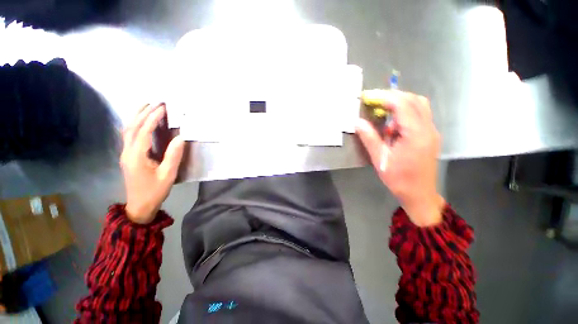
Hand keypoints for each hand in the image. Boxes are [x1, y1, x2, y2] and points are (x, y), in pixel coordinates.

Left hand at [121, 103, 184, 223]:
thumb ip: (173, 156)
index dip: (153, 117)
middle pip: (132, 127)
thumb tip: (180, 138)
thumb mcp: (168, 175)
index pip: (144, 131)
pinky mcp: (128, 156)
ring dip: (136, 116)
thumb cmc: (155, 191)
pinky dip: (135, 125)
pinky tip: (141, 122)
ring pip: (128, 130)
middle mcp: (128, 151)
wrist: (139, 206)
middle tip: (156, 102)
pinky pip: (129, 136)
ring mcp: (125, 154)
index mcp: (137, 156)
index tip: (163, 107)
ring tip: (147, 106)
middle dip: (143, 112)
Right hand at [356, 90, 443, 226]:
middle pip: (414, 100)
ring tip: (382, 111)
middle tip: (374, 102)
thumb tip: (357, 122)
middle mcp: (428, 128)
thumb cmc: (399, 179)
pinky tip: (392, 125)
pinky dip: (405, 113)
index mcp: (416, 134)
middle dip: (393, 97)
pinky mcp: (430, 136)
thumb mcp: (380, 159)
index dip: (384, 97)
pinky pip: (419, 115)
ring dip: (400, 103)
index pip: (402, 105)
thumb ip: (369, 138)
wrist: (419, 194)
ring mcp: (431, 131)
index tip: (368, 97)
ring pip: (419, 106)